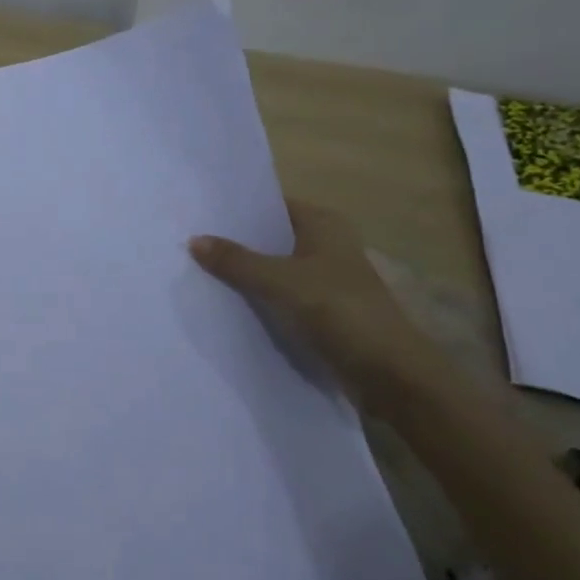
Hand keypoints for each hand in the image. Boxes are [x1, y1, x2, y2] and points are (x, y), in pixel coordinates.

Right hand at [190, 200, 452, 412]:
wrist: (392, 374)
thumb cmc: (340, 311)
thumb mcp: (281, 281)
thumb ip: (236, 261)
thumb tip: (194, 240)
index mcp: (323, 224)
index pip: (271, 204)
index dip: (237, 208)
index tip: (197, 212)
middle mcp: (326, 244)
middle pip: (270, 237)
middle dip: (235, 241)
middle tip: (187, 240)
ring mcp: (326, 279)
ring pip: (274, 267)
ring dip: (245, 272)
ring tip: (197, 269)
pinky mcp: (323, 310)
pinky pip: (281, 295)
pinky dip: (258, 297)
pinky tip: (226, 301)